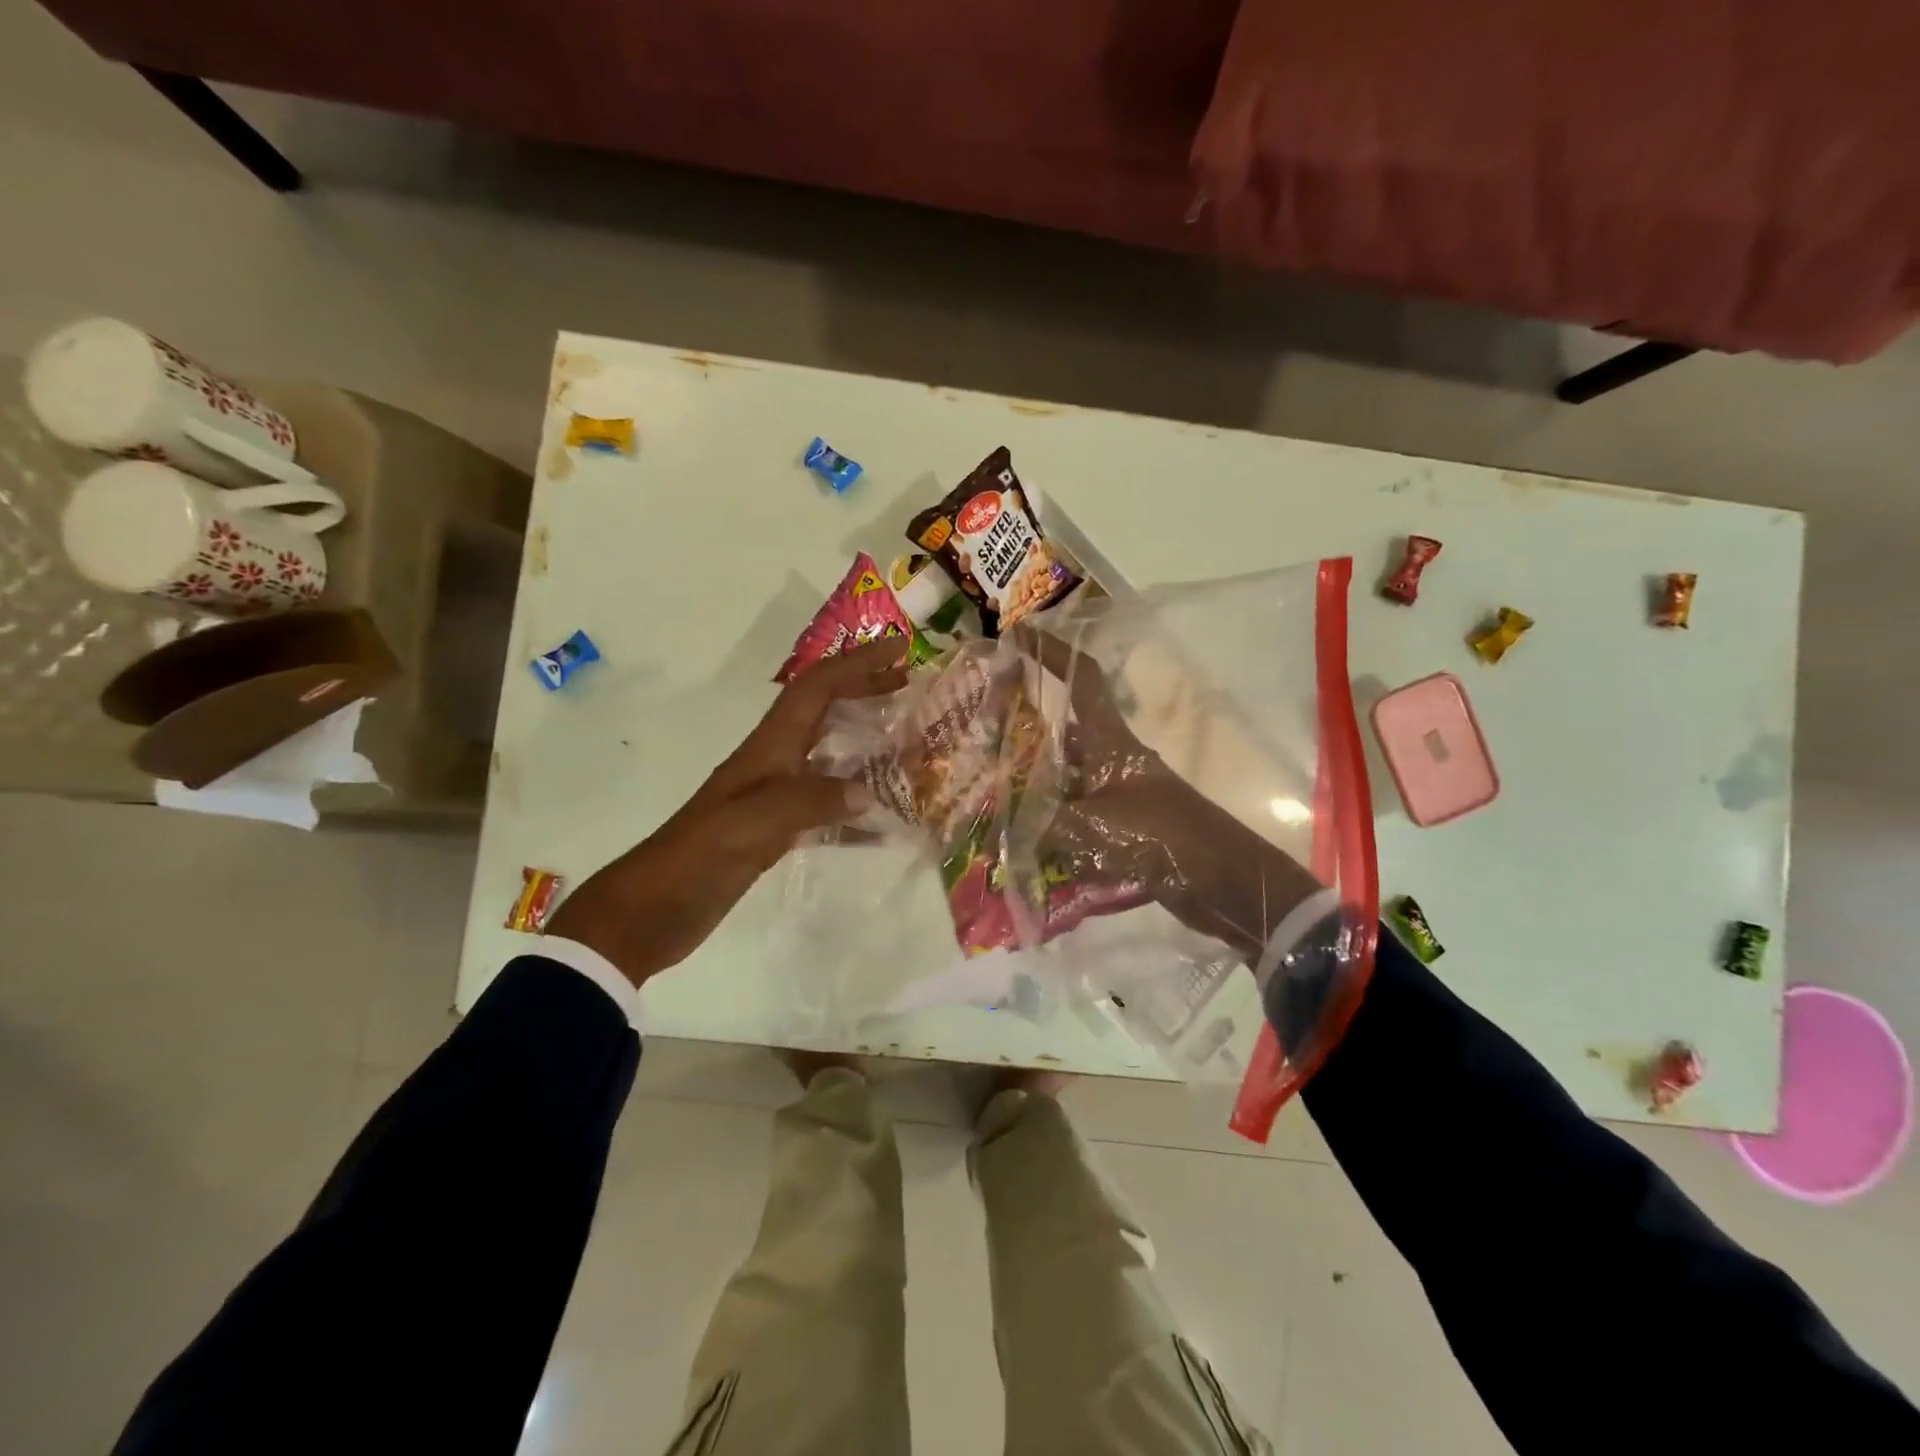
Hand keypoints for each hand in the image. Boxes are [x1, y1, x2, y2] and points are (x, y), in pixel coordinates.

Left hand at [547, 641, 908, 987]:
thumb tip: (867, 792)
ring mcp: (773, 798)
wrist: (649, 912)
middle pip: (823, 710)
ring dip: (863, 740)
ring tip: (905, 743)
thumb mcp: (751, 825)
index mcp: (767, 749)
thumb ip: (809, 802)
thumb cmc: (695, 858)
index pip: (816, 689)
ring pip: (826, 754)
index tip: (900, 649)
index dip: (857, 664)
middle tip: (908, 684)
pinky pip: (825, 805)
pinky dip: (854, 805)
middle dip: (863, 689)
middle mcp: (773, 763)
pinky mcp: (774, 831)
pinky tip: (882, 823)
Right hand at [1018, 628, 1321, 961]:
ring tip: (989, 800)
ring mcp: (1118, 797)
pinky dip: (1050, 830)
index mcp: (1111, 743)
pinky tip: (1020, 847)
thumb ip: (1044, 826)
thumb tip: (1001, 833)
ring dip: (1033, 791)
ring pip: (1065, 783)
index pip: (1081, 681)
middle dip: (1024, 737)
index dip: (1054, 653)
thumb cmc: (1166, 836)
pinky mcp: (1123, 830)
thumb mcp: (1097, 828)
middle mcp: (1112, 762)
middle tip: (981, 741)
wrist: (1227, 881)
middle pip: (1063, 737)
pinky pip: (1076, 820)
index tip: (1020, 635)